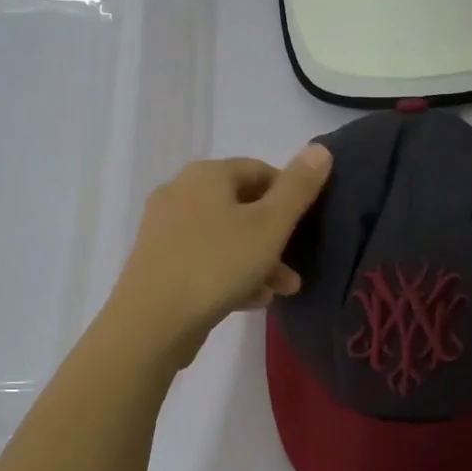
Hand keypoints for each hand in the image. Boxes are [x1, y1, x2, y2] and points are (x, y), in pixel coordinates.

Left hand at [104, 144, 332, 368]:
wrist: (151, 321)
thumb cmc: (217, 264)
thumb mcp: (270, 226)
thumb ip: (298, 188)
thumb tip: (320, 149)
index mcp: (206, 174)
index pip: (259, 170)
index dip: (289, 195)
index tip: (307, 227)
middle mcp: (180, 192)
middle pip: (241, 207)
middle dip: (275, 238)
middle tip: (296, 270)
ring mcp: (165, 229)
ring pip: (224, 238)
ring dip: (257, 261)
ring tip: (280, 292)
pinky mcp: (157, 262)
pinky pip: (203, 259)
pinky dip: (229, 274)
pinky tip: (249, 301)